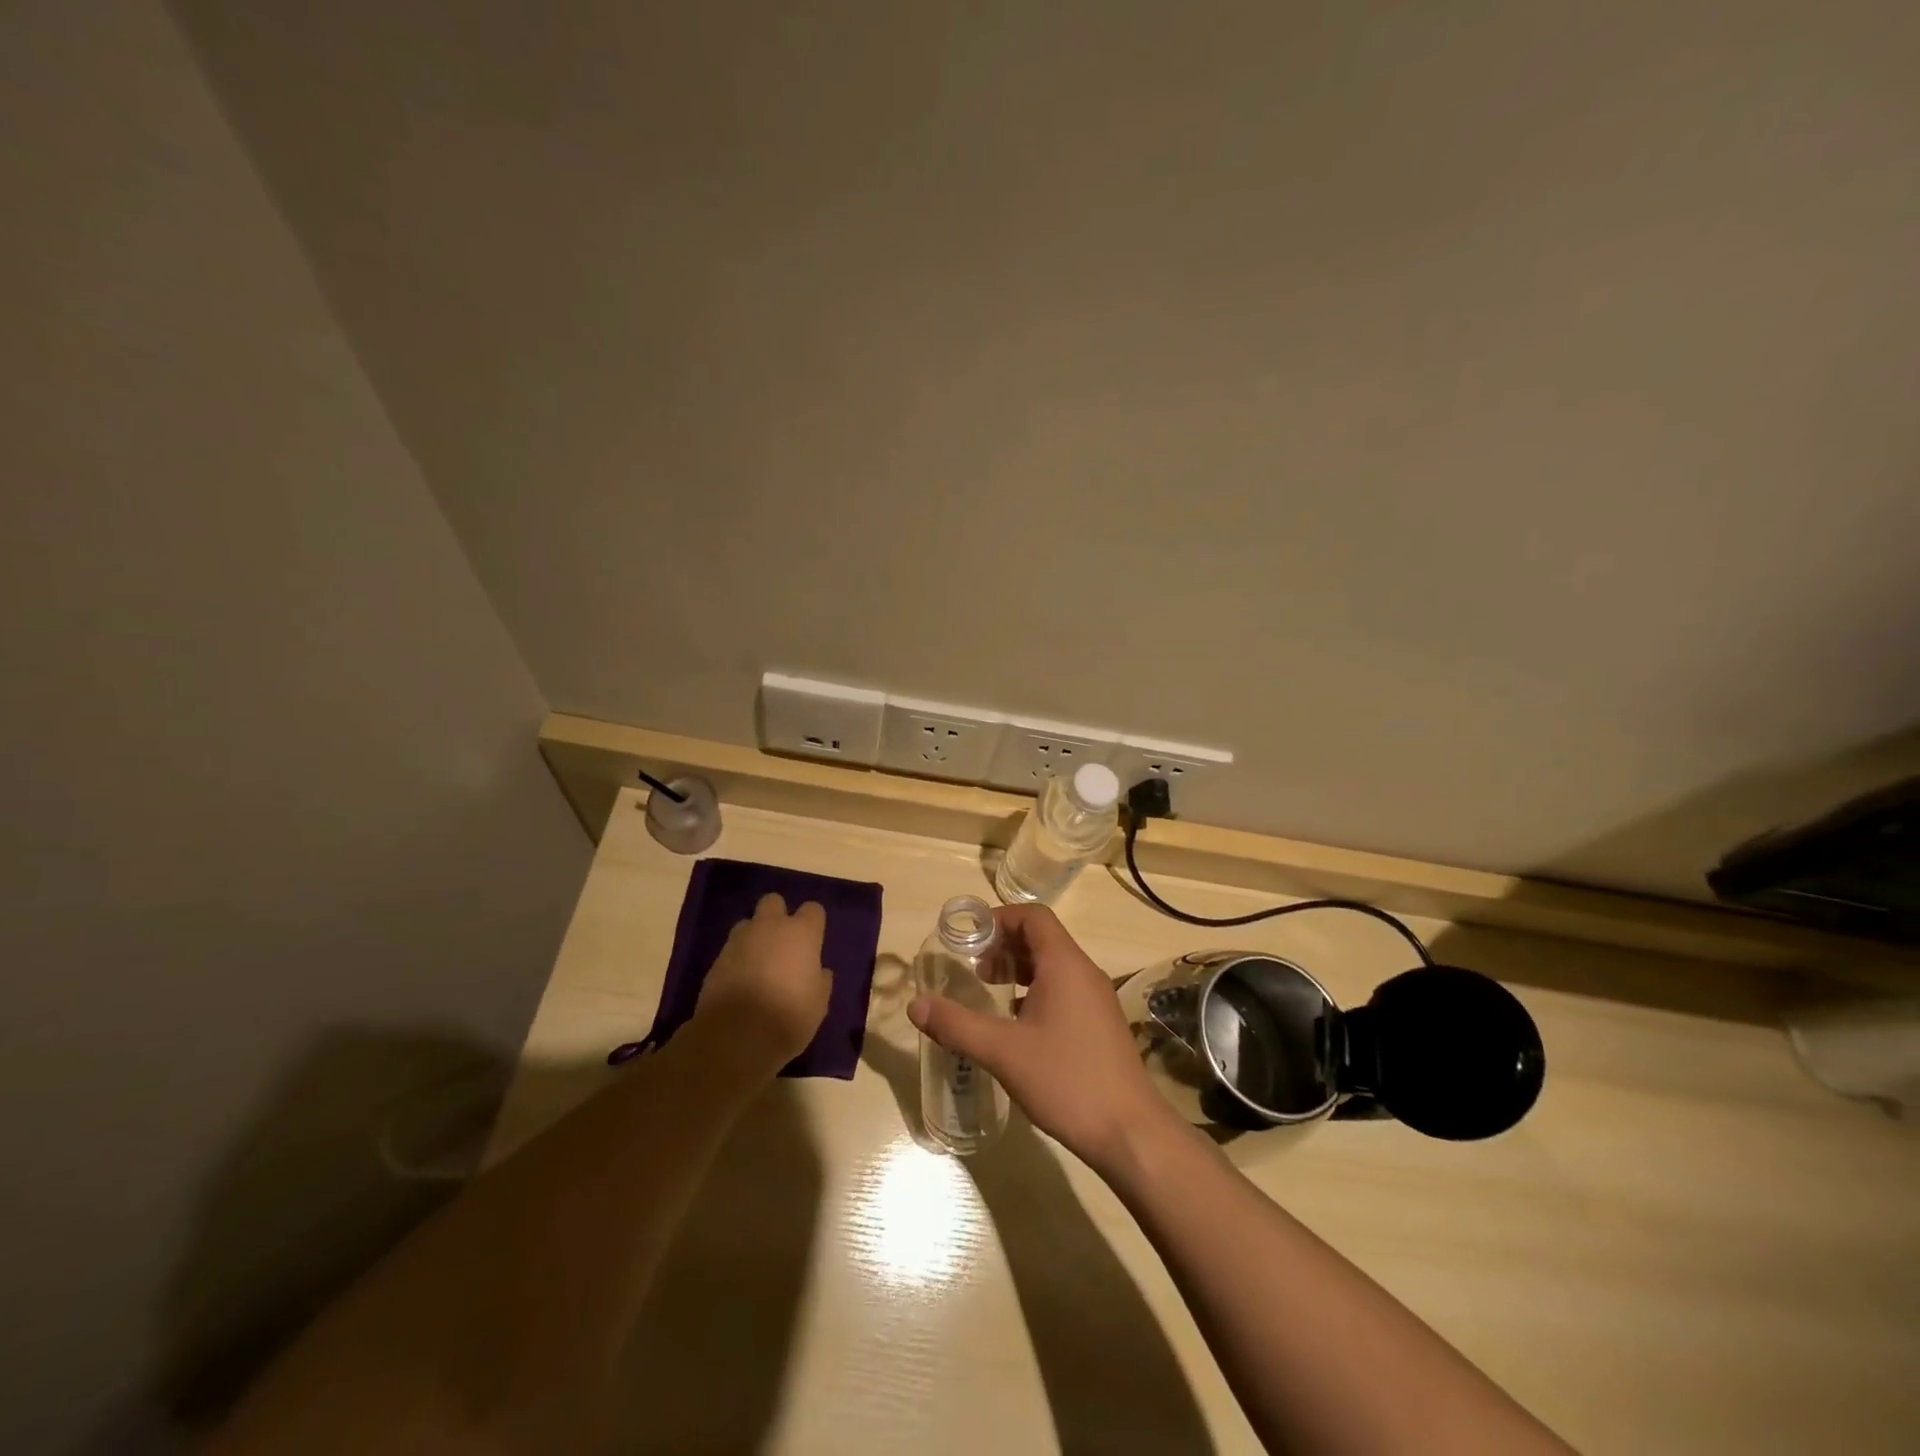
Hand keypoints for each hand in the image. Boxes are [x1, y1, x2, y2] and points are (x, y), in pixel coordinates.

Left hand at [693, 894, 832, 1075]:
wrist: (735, 1037)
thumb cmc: (788, 1017)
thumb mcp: (818, 1004)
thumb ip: (820, 981)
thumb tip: (819, 972)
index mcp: (802, 933)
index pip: (813, 909)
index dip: (813, 923)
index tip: (813, 941)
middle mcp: (770, 927)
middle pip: (773, 902)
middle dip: (778, 915)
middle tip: (782, 943)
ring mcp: (739, 941)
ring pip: (748, 923)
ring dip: (754, 936)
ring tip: (758, 963)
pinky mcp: (716, 960)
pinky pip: (731, 949)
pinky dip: (737, 959)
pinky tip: (741, 981)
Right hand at [909, 903, 1174, 1173]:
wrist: (1130, 1131)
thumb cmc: (1066, 1080)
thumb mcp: (1003, 1052)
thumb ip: (957, 1025)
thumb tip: (915, 1004)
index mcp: (1065, 964)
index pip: (1033, 916)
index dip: (1000, 919)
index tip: (970, 938)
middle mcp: (1084, 972)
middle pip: (1042, 938)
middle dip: (1005, 945)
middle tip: (972, 966)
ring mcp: (1096, 999)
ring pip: (1053, 966)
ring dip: (1019, 969)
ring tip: (988, 989)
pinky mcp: (1099, 1024)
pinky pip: (1063, 989)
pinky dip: (1035, 991)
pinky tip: (1015, 1023)